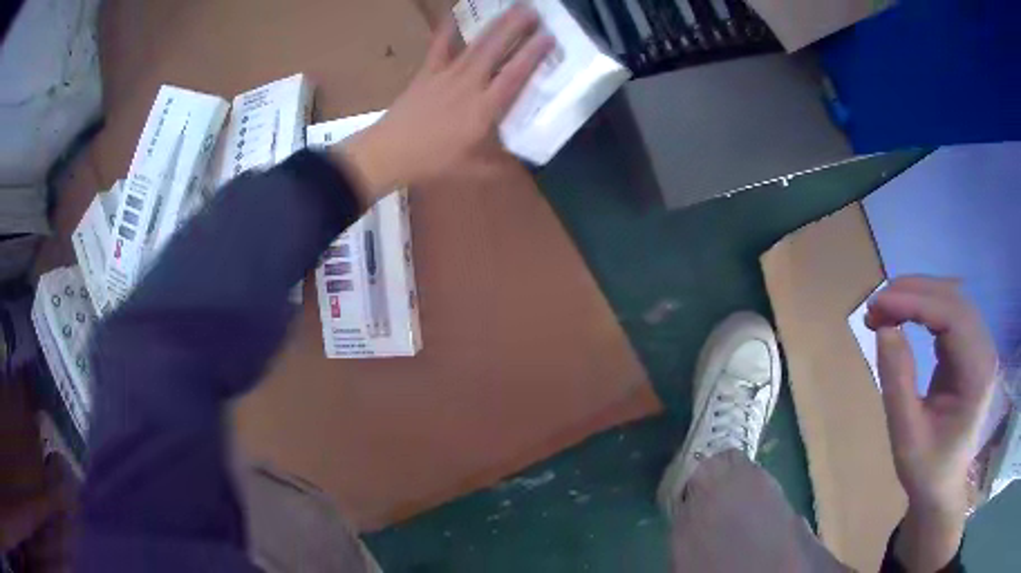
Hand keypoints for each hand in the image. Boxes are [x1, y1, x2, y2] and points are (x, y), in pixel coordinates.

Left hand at [343, 6, 553, 201]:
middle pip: (495, 51)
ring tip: (511, 8)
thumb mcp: (471, 170)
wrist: (389, 152)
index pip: (513, 76)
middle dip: (516, 28)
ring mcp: (446, 75)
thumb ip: (499, 166)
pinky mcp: (427, 73)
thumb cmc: (432, 162)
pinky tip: (453, 13)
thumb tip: (523, 166)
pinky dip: (446, 30)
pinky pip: (439, 47)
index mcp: (483, 109)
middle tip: (533, 10)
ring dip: (494, 25)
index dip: (532, 55)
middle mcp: (468, 85)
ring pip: (475, 45)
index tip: (549, 37)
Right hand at [866, 276, 997, 569]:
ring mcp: (981, 346)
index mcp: (977, 374)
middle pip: (953, 299)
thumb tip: (883, 327)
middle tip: (875, 307)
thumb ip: (898, 381)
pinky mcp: (973, 347)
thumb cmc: (926, 470)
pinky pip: (951, 312)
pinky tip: (906, 316)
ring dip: (918, 296)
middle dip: (913, 293)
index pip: (951, 317)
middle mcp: (985, 350)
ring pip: (952, 299)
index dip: (914, 302)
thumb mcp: (906, 436)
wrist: (943, 487)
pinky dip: (926, 307)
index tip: (876, 306)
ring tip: (885, 309)